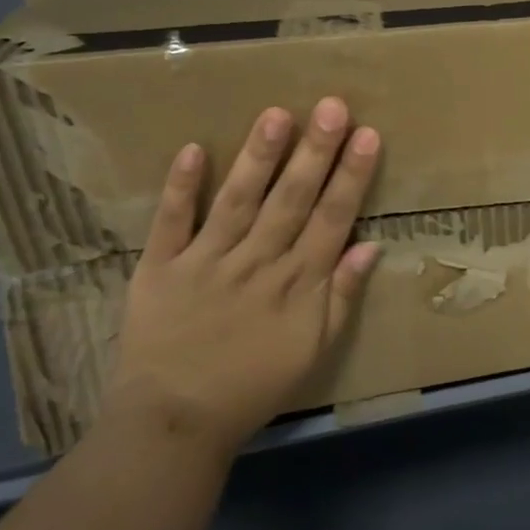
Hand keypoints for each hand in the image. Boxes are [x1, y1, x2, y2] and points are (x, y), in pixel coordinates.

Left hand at [105, 98, 381, 457]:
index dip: (351, 176)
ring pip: (238, 201)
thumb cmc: (254, 386)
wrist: (173, 423)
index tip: (367, 136)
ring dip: (259, 157)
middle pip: (291, 199)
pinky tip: (194, 149)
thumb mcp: (314, 350)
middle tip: (332, 106)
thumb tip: (369, 246)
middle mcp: (256, 263)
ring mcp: (206, 262)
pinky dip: (181, 188)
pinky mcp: (159, 269)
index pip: (332, 218)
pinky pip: (171, 224)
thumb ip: (341, 296)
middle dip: (315, 151)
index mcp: (297, 283)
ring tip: (277, 114)